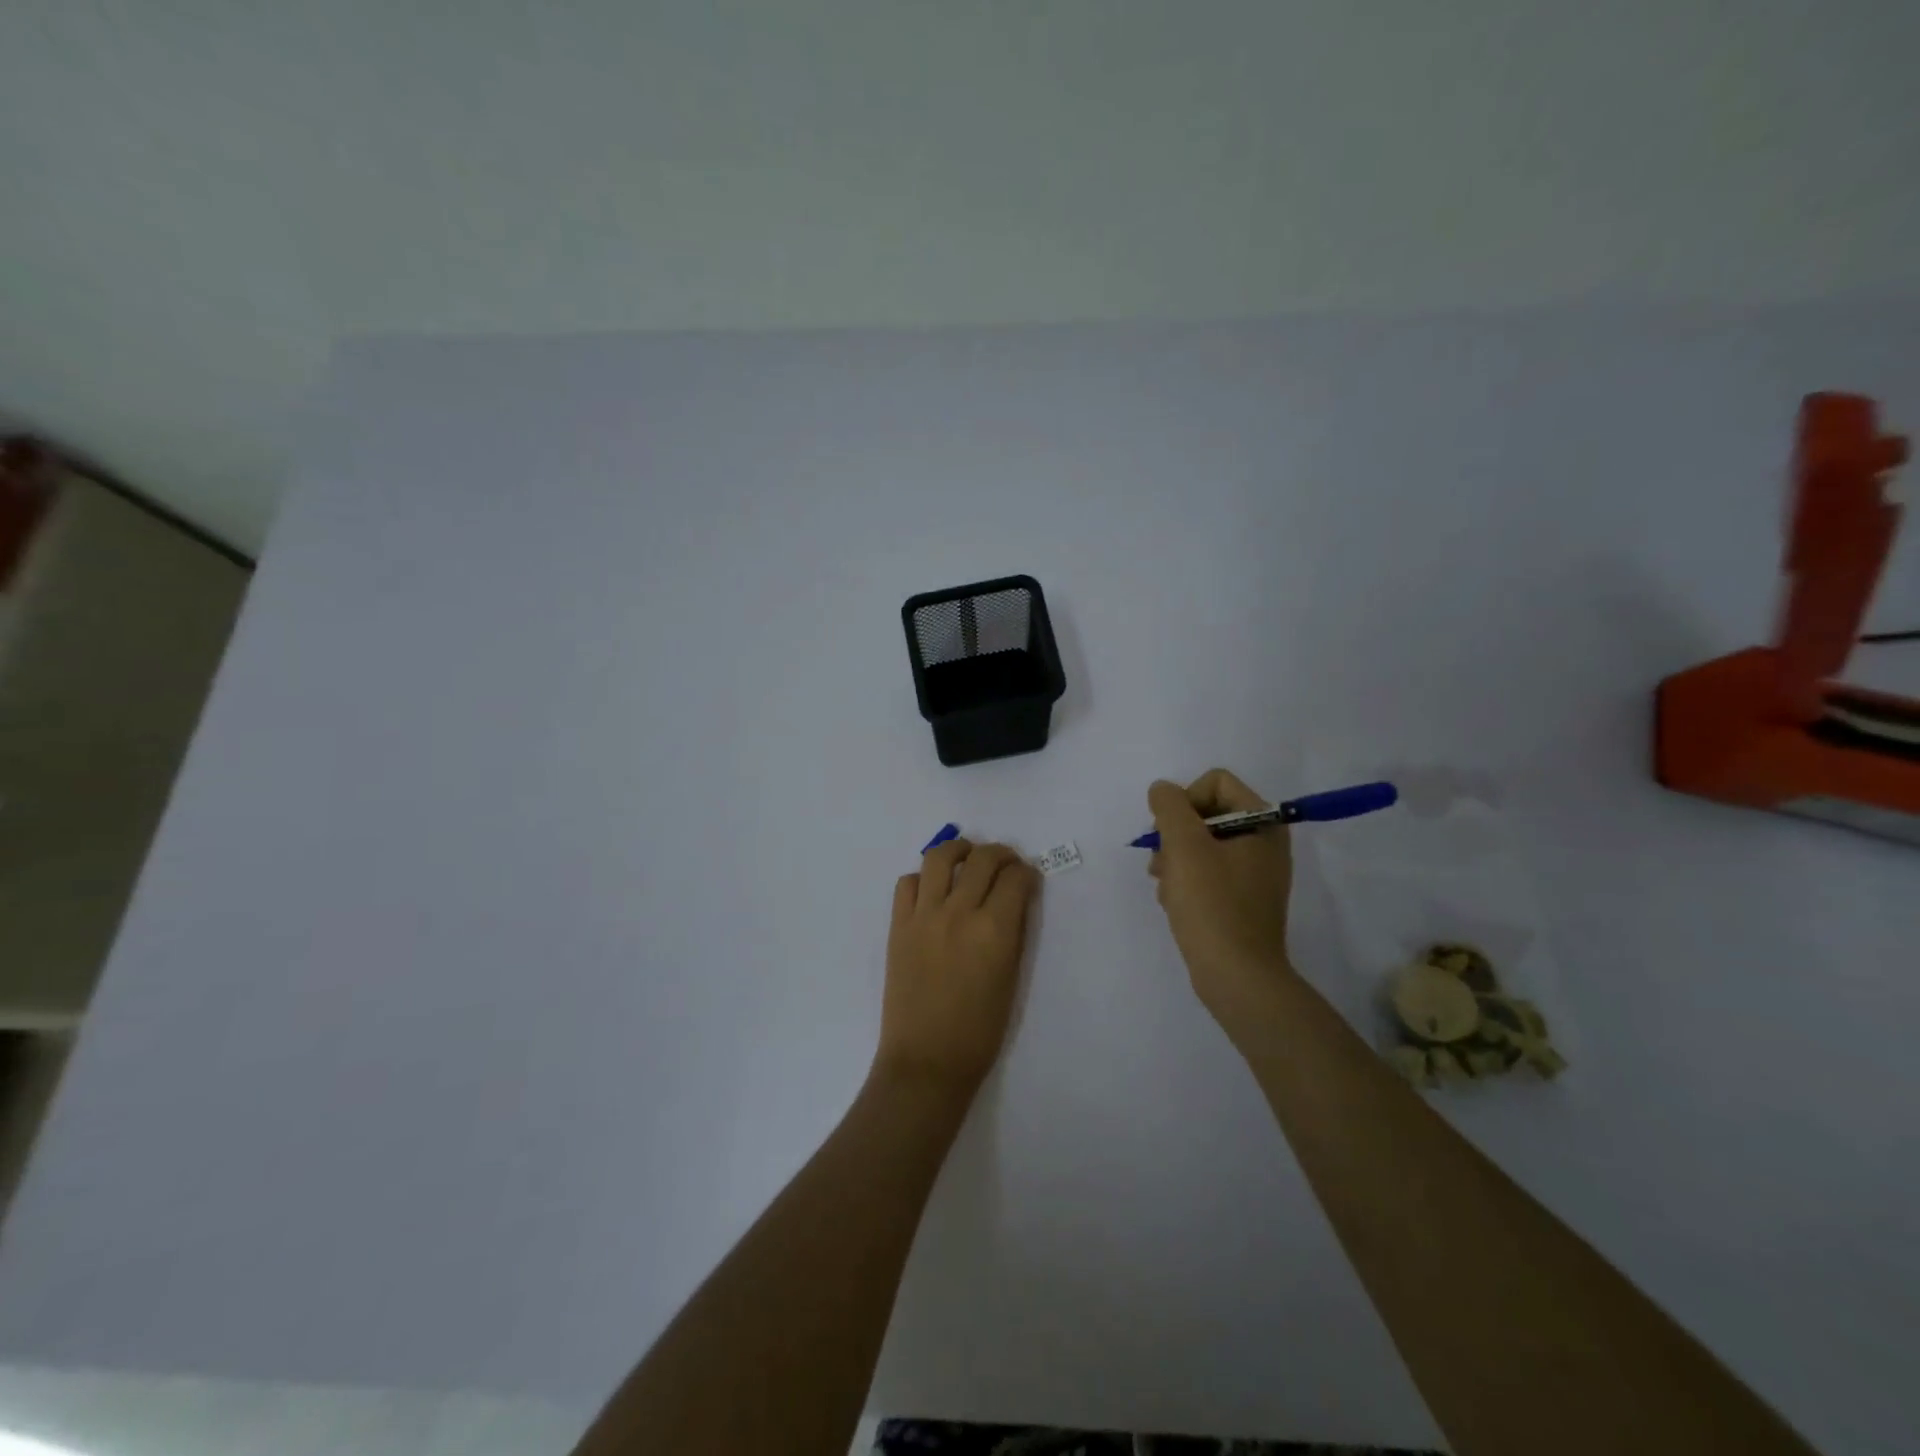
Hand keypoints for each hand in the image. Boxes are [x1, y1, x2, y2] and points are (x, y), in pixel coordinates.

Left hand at [875, 837, 1040, 1097]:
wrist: (926, 1060)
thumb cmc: (979, 1031)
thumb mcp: (1011, 979)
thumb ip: (1013, 933)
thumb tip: (1015, 900)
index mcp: (994, 931)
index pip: (1015, 879)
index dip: (1026, 872)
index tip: (1027, 877)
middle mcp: (959, 913)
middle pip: (982, 859)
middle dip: (1001, 853)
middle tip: (1006, 862)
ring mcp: (924, 916)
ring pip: (940, 858)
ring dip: (959, 850)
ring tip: (967, 856)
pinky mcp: (898, 925)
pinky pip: (908, 883)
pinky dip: (923, 878)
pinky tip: (934, 889)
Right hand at [1148, 769, 1296, 1046]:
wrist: (1236, 977)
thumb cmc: (1212, 905)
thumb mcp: (1185, 846)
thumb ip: (1170, 806)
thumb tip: (1163, 790)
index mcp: (1263, 823)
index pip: (1216, 782)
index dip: (1185, 799)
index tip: (1170, 832)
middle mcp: (1264, 843)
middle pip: (1206, 813)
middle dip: (1175, 835)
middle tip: (1161, 862)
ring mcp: (1254, 873)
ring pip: (1200, 845)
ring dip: (1175, 860)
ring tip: (1166, 887)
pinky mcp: (1241, 900)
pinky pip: (1206, 873)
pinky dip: (1186, 882)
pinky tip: (1175, 903)